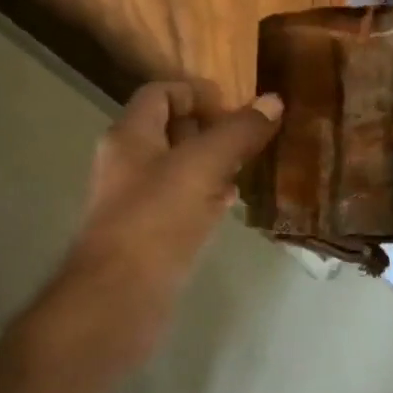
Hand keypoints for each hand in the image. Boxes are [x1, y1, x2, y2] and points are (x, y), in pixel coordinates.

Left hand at [34, 82, 282, 376]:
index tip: (237, 107)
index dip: (197, 93)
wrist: (119, 299)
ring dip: (212, 165)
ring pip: (179, 171)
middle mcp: (128, 165)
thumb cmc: (156, 220)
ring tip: (250, 166)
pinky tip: (232, 204)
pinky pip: (182, 205)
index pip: (160, 94)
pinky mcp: (150, 237)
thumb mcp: (201, 166)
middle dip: (211, 130)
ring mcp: (137, 203)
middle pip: (171, 132)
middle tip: (251, 138)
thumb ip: (237, 133)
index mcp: (129, 137)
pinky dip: (207, 198)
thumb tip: (273, 101)